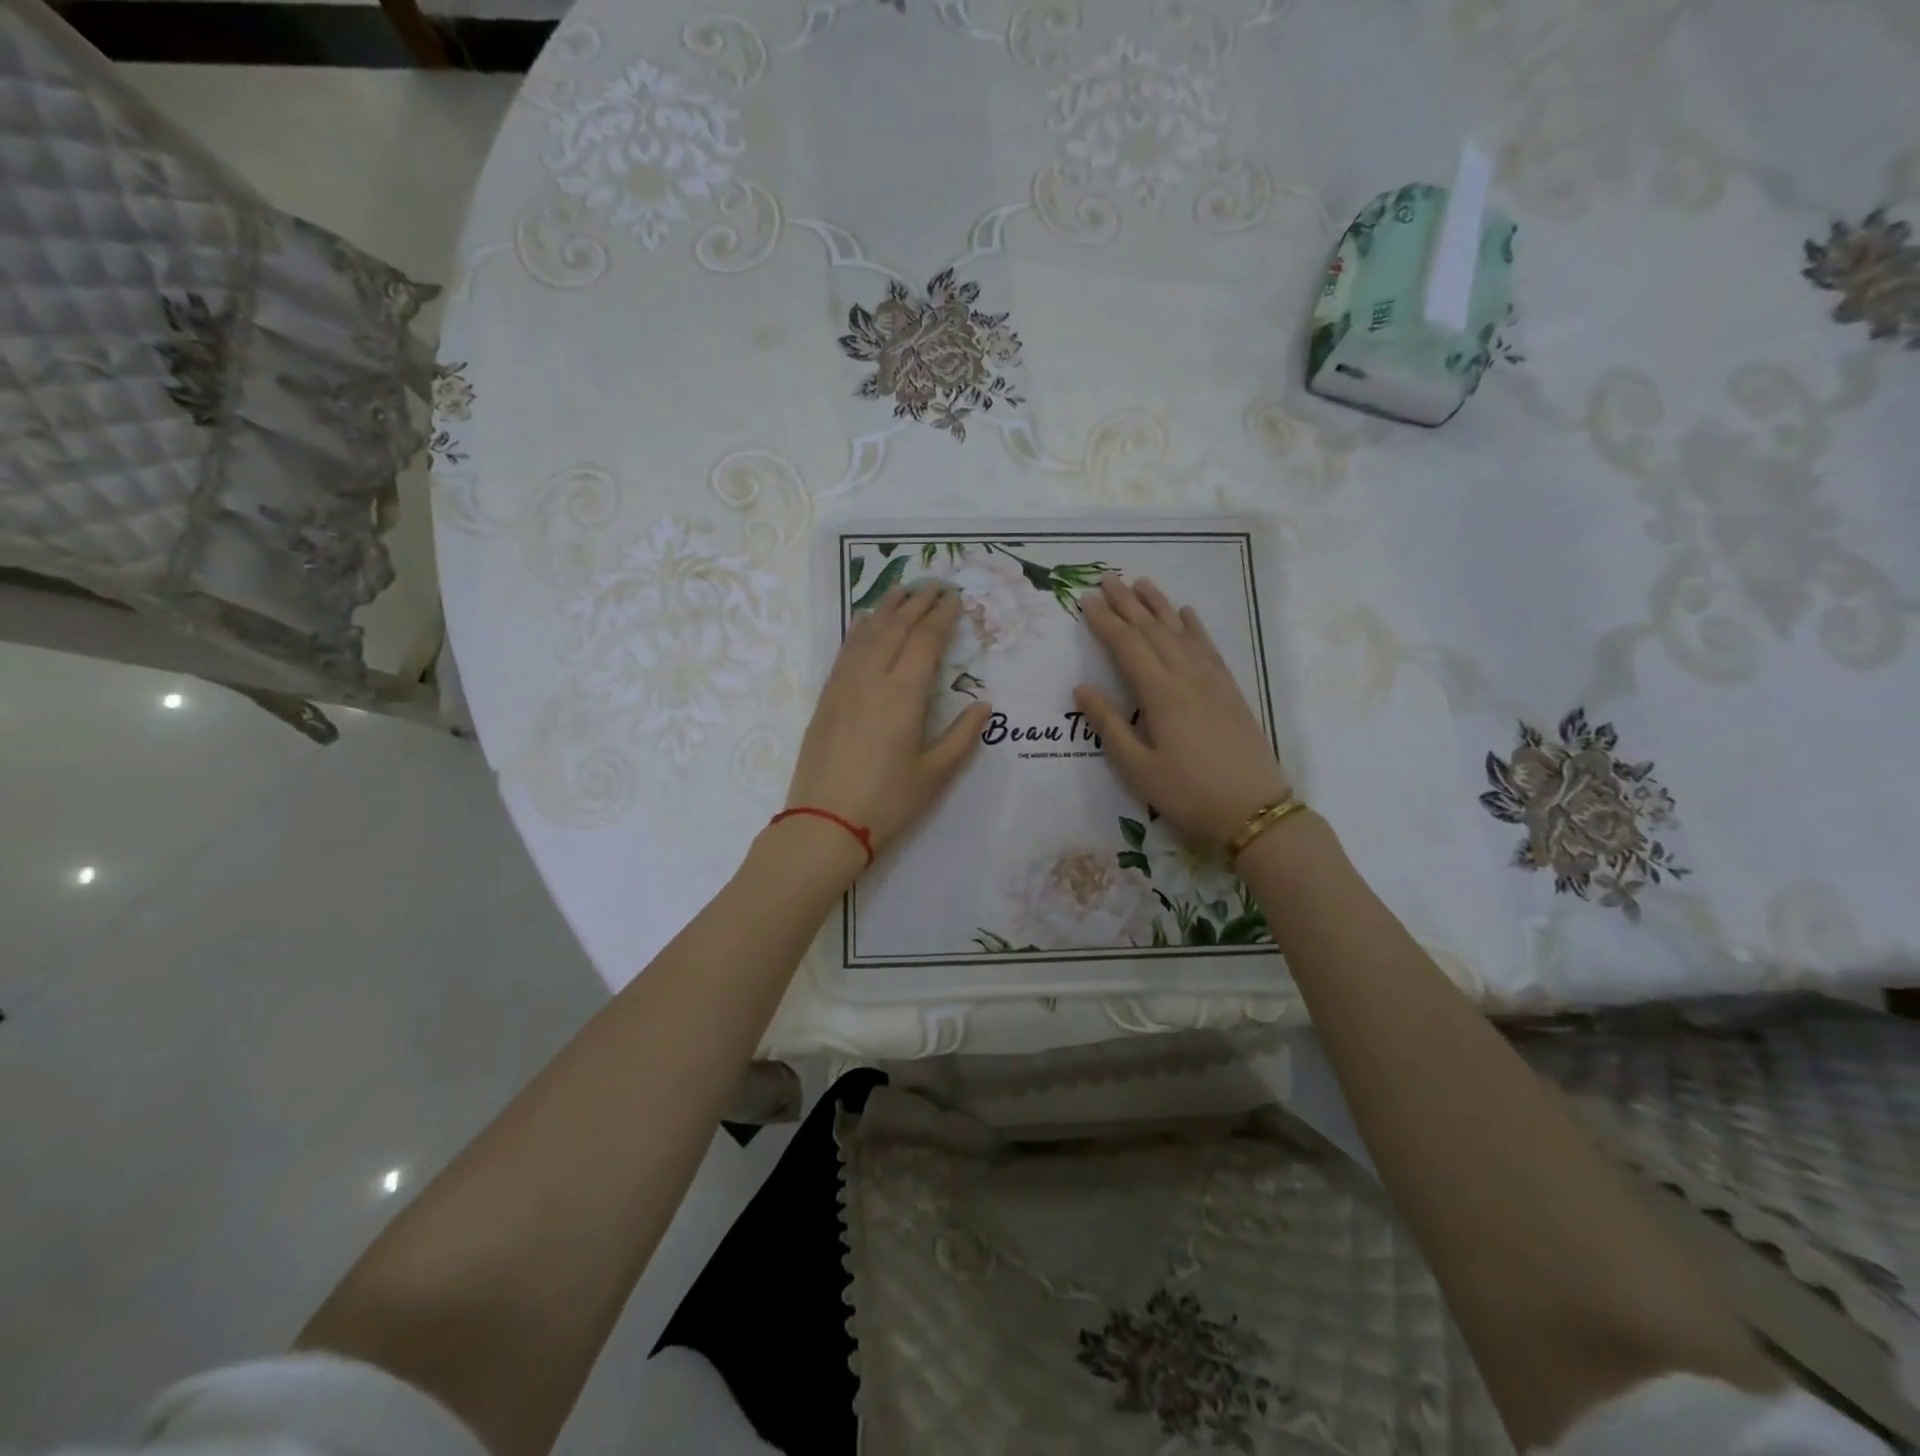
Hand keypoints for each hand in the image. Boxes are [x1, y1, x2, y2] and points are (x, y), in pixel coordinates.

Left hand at [783, 582, 990, 866]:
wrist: (824, 823)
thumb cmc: (887, 802)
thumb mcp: (935, 774)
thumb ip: (962, 735)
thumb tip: (984, 705)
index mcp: (904, 694)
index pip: (926, 640)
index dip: (942, 616)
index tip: (955, 598)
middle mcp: (872, 678)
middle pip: (896, 627)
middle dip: (917, 602)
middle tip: (935, 585)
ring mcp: (844, 685)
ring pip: (867, 633)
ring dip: (888, 608)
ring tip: (903, 590)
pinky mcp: (826, 698)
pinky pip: (845, 650)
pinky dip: (859, 629)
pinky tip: (865, 621)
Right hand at [1074, 577, 1291, 845]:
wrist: (1253, 809)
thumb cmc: (1187, 793)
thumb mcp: (1137, 768)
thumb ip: (1109, 724)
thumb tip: (1082, 687)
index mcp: (1160, 693)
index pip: (1126, 645)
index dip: (1104, 621)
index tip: (1085, 599)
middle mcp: (1186, 676)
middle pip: (1152, 629)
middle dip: (1127, 603)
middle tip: (1107, 580)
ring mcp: (1212, 680)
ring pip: (1180, 631)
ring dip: (1159, 606)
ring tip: (1141, 583)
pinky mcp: (1229, 689)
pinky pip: (1208, 647)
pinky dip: (1194, 626)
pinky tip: (1186, 614)